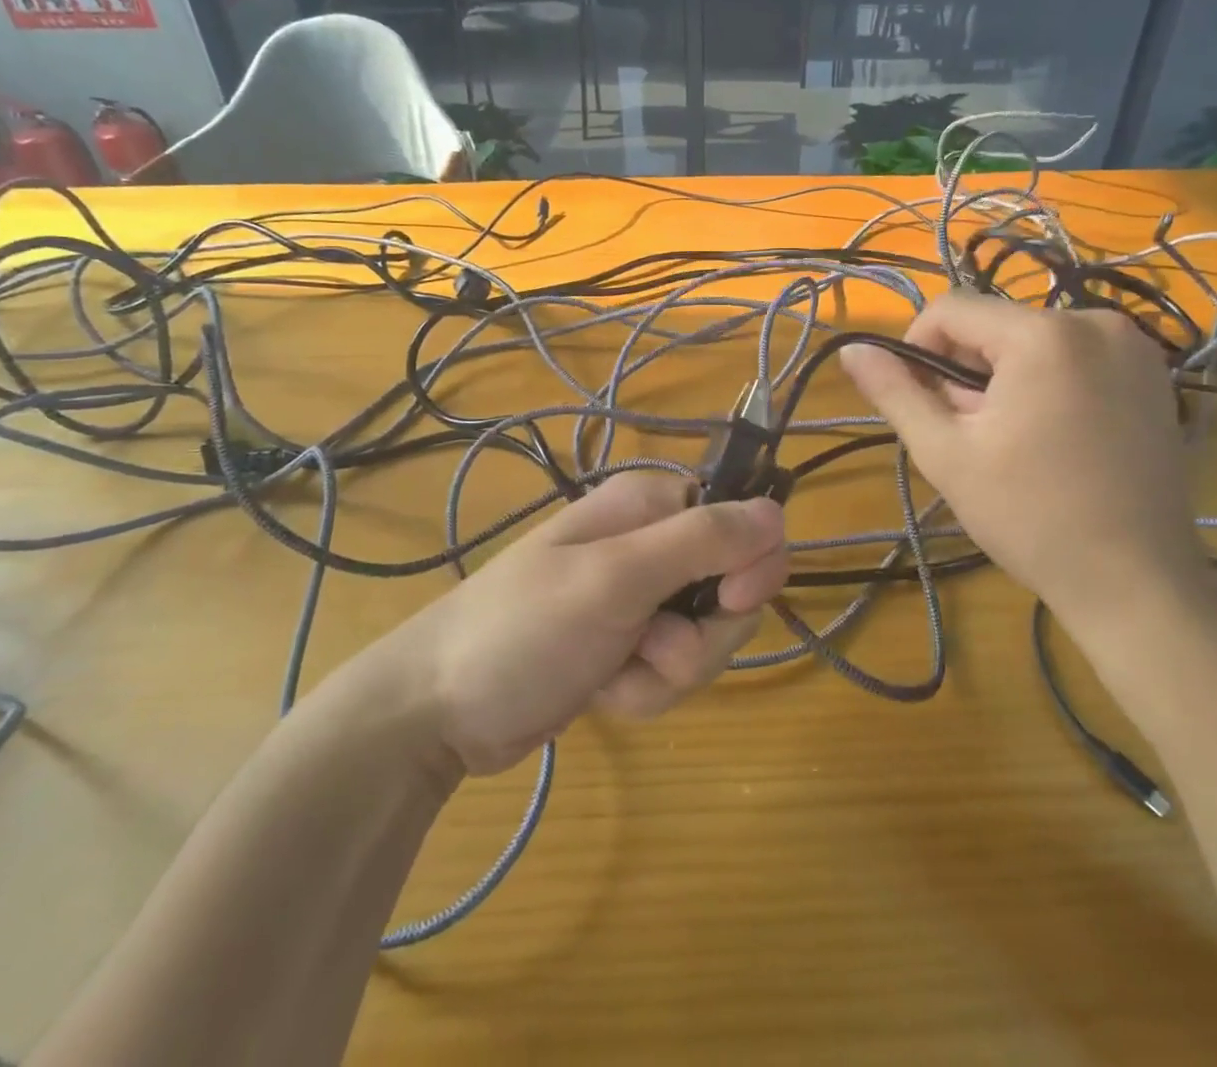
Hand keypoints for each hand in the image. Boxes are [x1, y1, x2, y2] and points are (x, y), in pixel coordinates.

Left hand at [370, 471, 787, 774]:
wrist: (439, 710)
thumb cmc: (524, 629)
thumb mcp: (616, 579)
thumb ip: (702, 542)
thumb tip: (778, 512)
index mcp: (651, 506)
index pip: (742, 520)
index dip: (750, 562)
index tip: (730, 601)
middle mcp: (652, 544)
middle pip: (732, 587)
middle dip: (701, 636)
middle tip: (654, 649)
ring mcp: (641, 599)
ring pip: (707, 638)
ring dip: (669, 672)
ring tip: (616, 675)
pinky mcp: (630, 646)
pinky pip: (675, 670)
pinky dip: (646, 691)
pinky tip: (603, 693)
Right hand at [839, 294, 1214, 640]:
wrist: (1136, 581)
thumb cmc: (1029, 516)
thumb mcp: (945, 452)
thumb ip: (894, 392)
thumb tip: (850, 349)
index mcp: (1043, 335)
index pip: (950, 309)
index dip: (918, 349)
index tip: (924, 403)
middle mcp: (1095, 321)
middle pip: (993, 324)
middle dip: (966, 369)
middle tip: (971, 433)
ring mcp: (1133, 345)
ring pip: (1030, 339)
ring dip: (1004, 376)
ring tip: (1012, 440)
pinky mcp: (1152, 372)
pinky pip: (1072, 354)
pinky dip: (1046, 381)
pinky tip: (1052, 436)